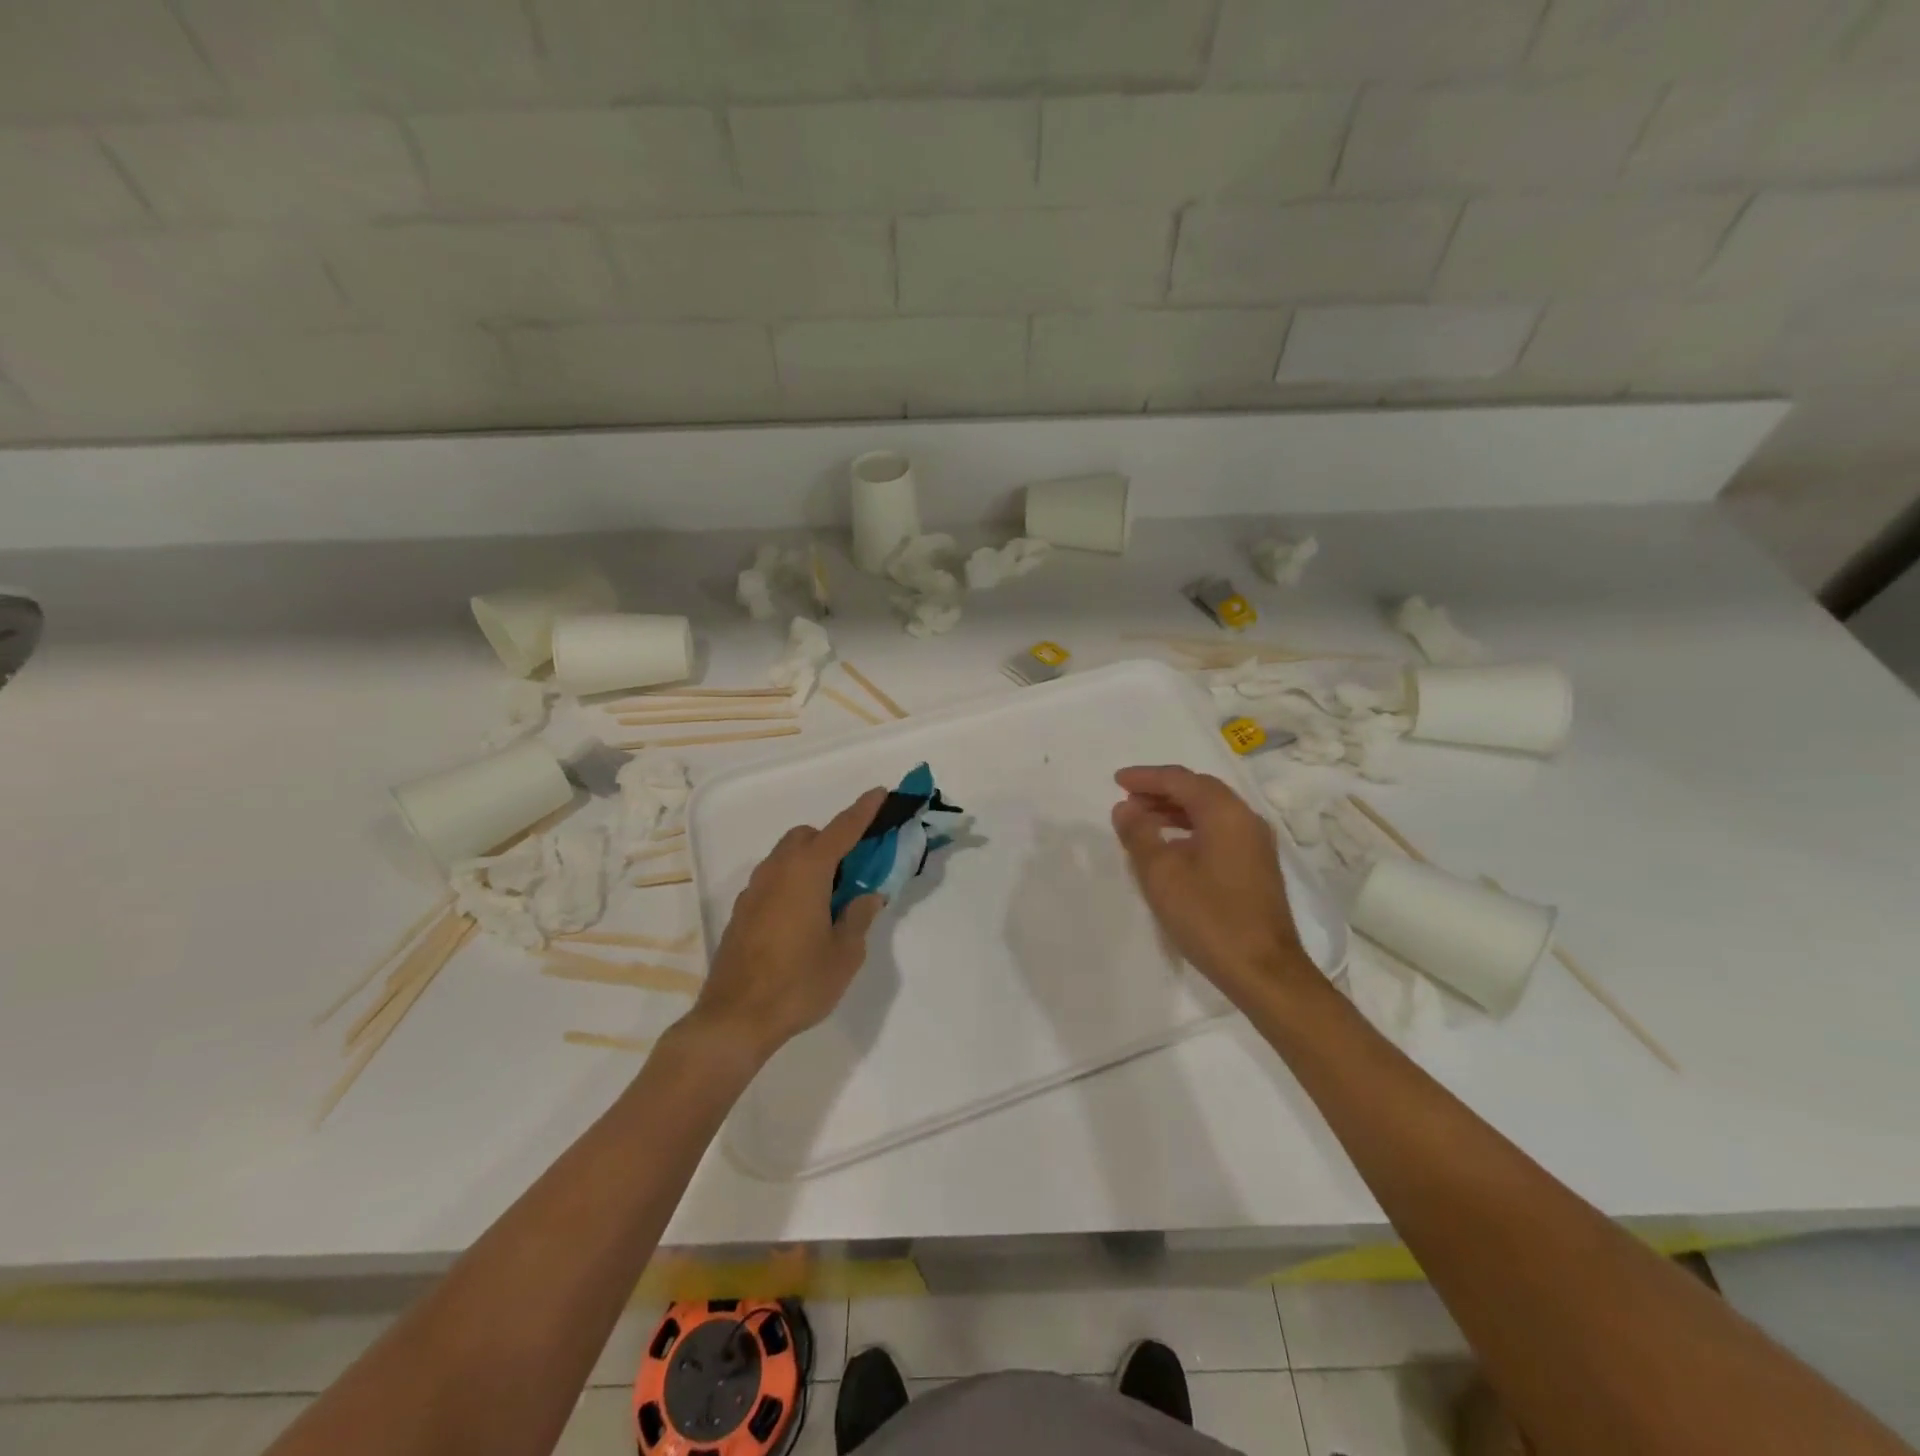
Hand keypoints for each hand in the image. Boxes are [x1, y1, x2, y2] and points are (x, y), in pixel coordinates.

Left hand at [690, 787, 888, 1060]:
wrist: (734, 1019)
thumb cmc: (798, 984)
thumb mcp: (845, 954)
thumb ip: (858, 917)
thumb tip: (866, 896)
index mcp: (806, 872)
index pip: (842, 830)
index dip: (864, 810)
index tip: (880, 793)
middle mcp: (776, 872)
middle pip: (807, 837)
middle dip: (832, 840)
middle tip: (855, 869)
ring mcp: (754, 891)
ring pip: (785, 858)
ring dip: (810, 862)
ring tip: (831, 898)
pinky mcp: (741, 912)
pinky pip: (773, 881)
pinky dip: (792, 883)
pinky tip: (803, 919)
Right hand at [1111, 765, 1312, 1002]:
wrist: (1264, 971)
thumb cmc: (1209, 917)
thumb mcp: (1161, 874)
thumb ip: (1139, 834)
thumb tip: (1125, 808)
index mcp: (1225, 813)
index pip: (1181, 780)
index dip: (1146, 777)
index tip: (1117, 781)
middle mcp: (1246, 819)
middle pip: (1199, 790)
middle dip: (1161, 790)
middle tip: (1127, 799)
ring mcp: (1256, 843)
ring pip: (1210, 811)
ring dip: (1174, 810)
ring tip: (1142, 821)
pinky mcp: (1257, 866)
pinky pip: (1219, 830)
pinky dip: (1191, 828)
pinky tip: (1172, 847)